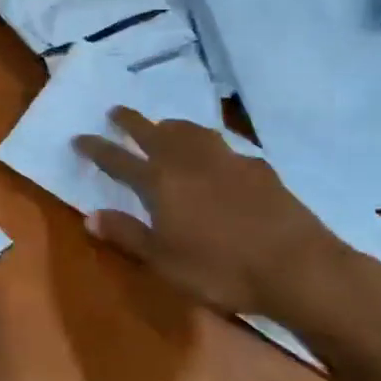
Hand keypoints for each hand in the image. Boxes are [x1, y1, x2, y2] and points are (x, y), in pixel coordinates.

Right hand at [75, 108, 353, 316]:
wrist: (300, 268)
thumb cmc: (221, 269)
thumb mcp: (164, 261)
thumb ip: (127, 234)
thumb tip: (90, 216)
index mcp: (160, 182)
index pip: (118, 159)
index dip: (96, 148)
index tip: (79, 138)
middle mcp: (189, 162)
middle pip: (154, 133)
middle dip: (131, 122)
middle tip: (116, 111)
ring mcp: (228, 161)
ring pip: (192, 131)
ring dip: (172, 125)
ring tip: (165, 125)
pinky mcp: (260, 169)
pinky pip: (224, 146)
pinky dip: (209, 144)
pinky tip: (216, 156)